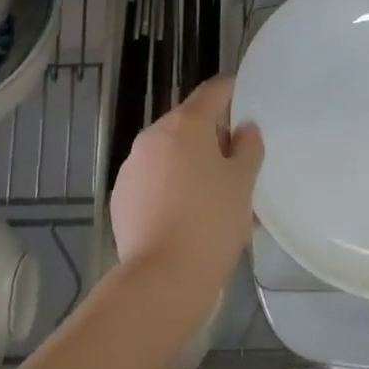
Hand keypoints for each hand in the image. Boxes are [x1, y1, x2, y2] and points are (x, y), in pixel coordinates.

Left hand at [109, 77, 263, 323]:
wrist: (162, 278)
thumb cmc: (212, 221)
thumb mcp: (243, 182)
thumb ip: (248, 147)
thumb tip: (244, 129)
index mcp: (186, 124)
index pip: (213, 91)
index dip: (232, 92)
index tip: (248, 102)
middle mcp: (153, 136)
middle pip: (189, 122)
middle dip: (212, 137)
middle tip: (237, 164)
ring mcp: (132, 166)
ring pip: (169, 153)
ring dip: (189, 163)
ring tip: (212, 196)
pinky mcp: (121, 196)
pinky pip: (152, 180)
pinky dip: (169, 186)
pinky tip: (185, 216)